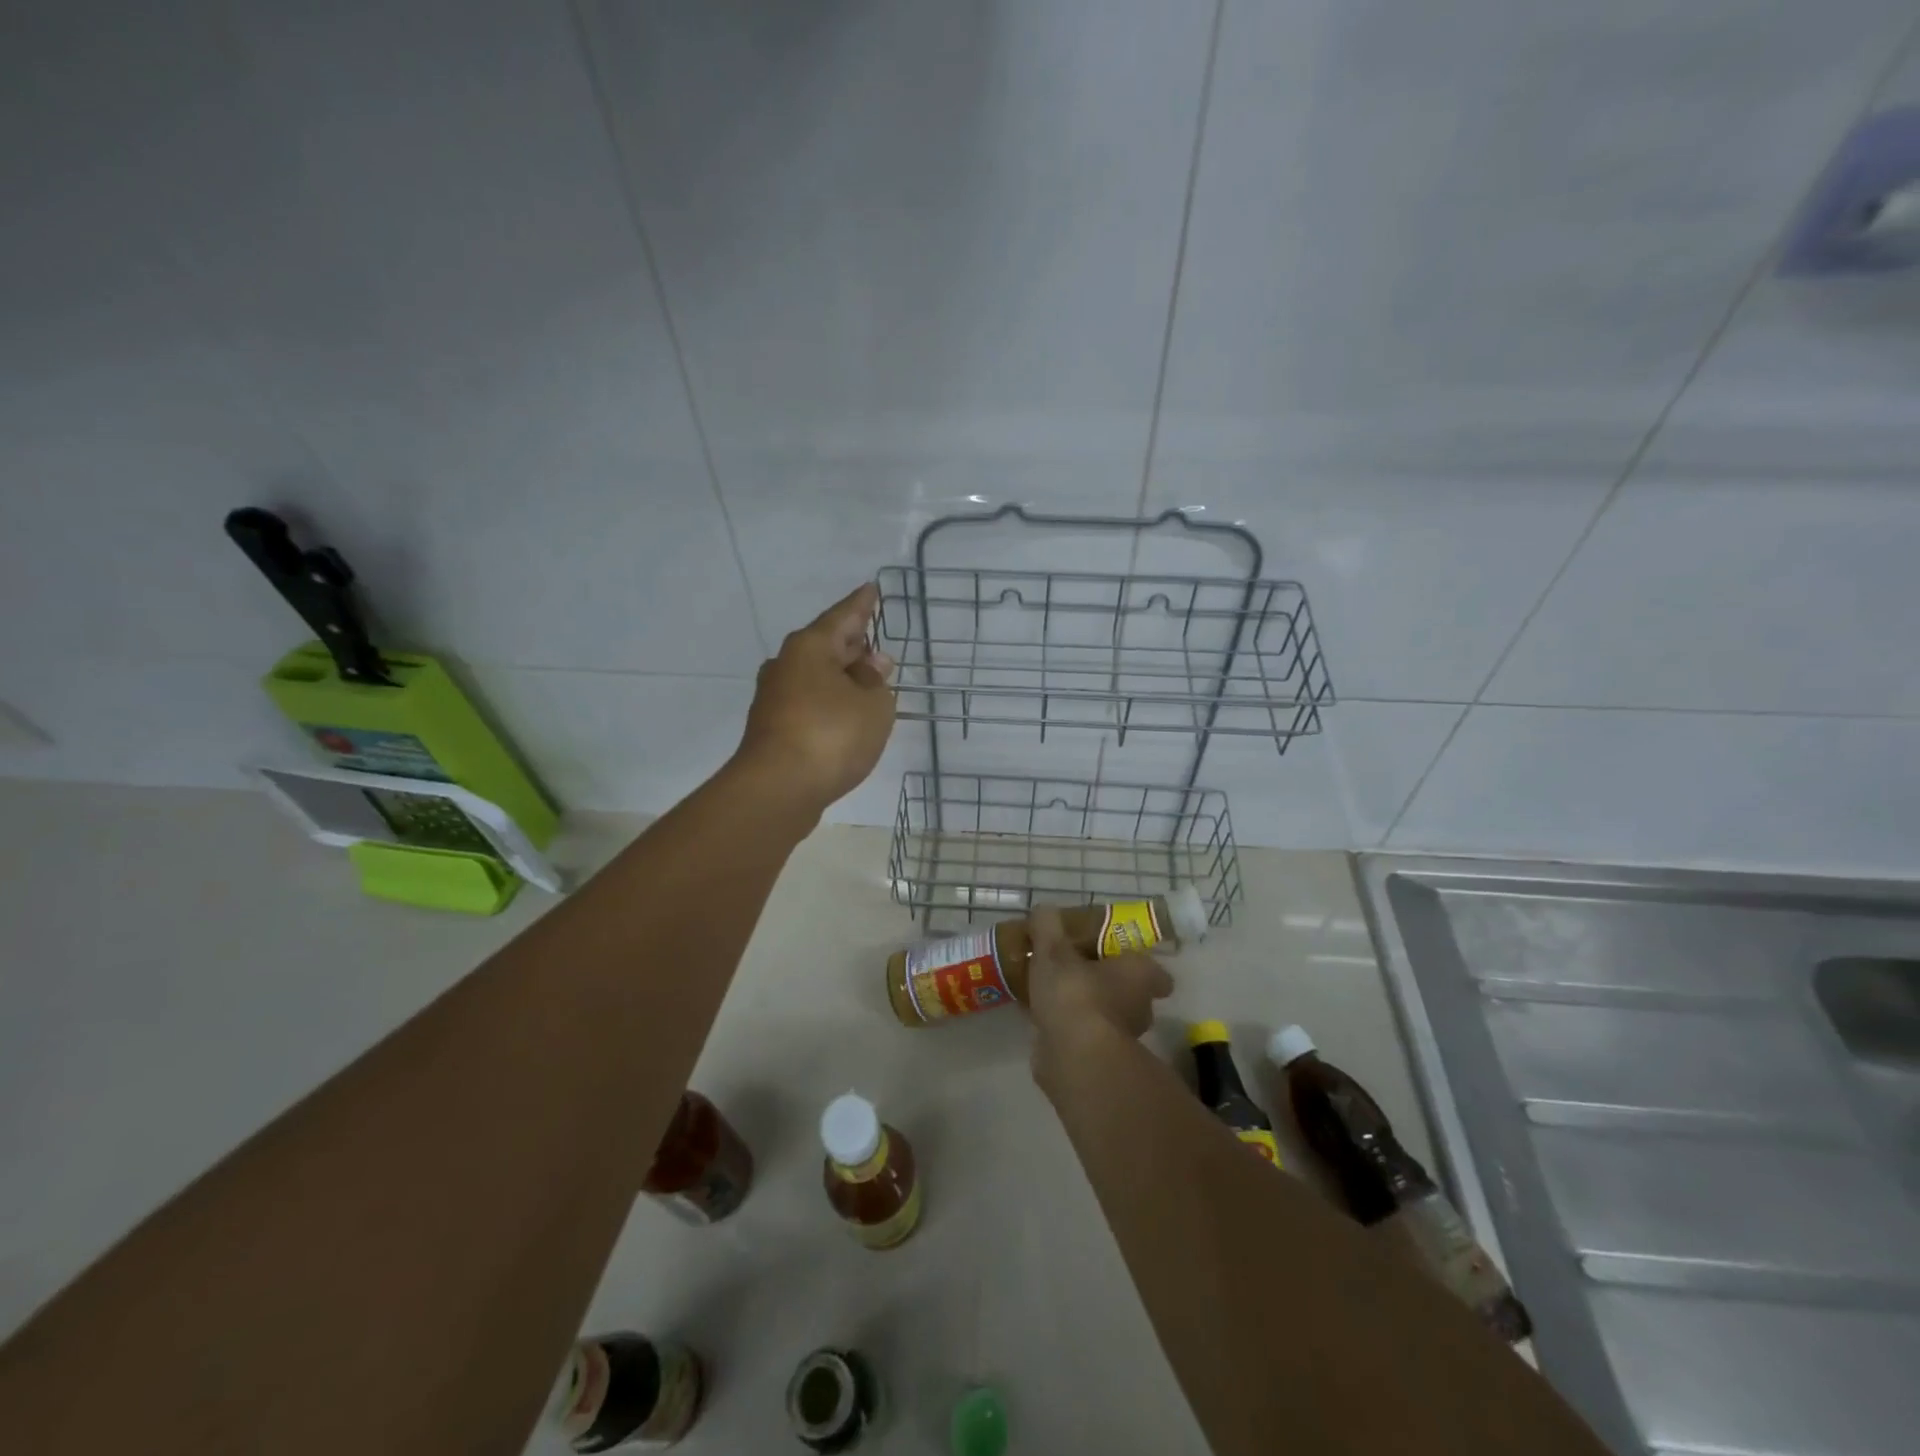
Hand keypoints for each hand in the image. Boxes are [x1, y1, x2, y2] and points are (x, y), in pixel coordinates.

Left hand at [735, 583, 895, 814]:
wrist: (777, 789)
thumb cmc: (831, 736)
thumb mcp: (873, 705)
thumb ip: (876, 681)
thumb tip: (871, 664)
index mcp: (810, 647)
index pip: (843, 616)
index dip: (862, 604)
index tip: (872, 588)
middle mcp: (787, 665)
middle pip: (826, 645)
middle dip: (852, 643)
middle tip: (875, 640)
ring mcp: (775, 697)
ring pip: (816, 675)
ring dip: (841, 676)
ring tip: (867, 680)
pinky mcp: (773, 727)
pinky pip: (810, 701)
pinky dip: (830, 701)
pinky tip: (846, 713)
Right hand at [1026, 905, 1173, 1072]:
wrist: (1074, 1058)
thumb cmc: (1074, 993)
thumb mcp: (1053, 949)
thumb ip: (1048, 926)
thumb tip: (1044, 911)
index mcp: (1140, 976)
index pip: (1157, 973)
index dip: (1139, 965)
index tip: (1114, 956)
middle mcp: (1139, 1008)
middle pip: (1130, 993)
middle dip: (1106, 983)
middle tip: (1075, 969)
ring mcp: (1122, 1039)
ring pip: (1107, 1016)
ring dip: (1086, 1007)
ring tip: (1053, 992)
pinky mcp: (1099, 1061)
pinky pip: (1085, 1037)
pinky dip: (1069, 1029)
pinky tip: (1042, 1018)